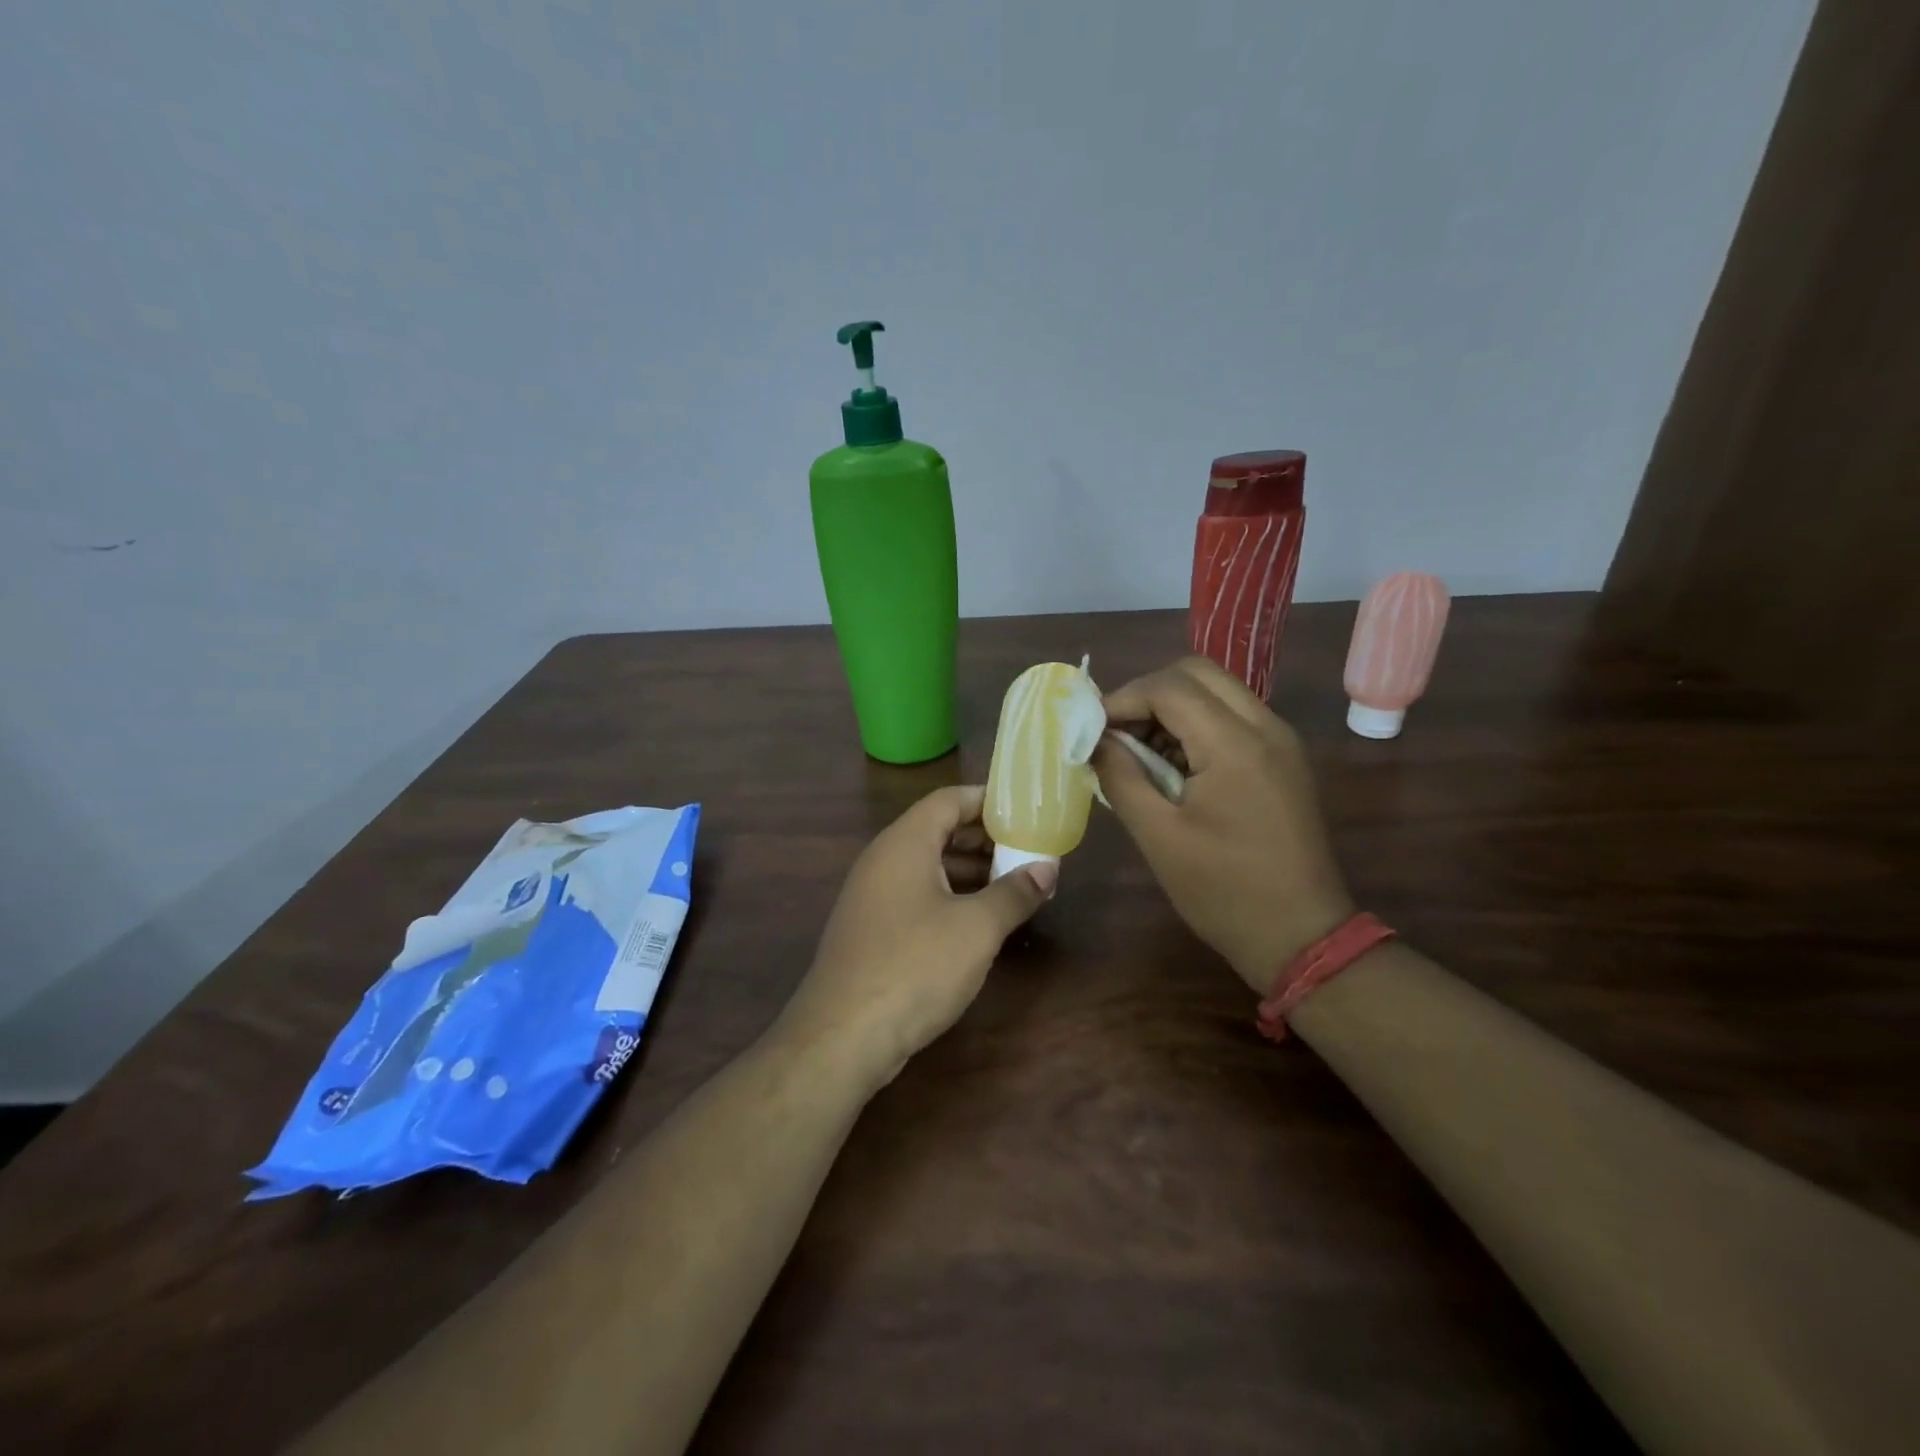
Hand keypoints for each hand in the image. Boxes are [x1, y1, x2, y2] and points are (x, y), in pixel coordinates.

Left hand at [776, 786, 1054, 1087]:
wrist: (844, 1035)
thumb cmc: (915, 966)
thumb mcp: (977, 928)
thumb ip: (1014, 893)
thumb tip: (1047, 869)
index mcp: (904, 843)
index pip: (948, 800)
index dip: (987, 800)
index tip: (1024, 810)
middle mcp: (883, 860)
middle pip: (937, 831)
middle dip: (983, 838)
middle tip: (1026, 849)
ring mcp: (872, 896)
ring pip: (927, 866)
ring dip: (969, 871)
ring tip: (1013, 884)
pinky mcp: (871, 929)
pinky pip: (916, 895)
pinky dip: (949, 897)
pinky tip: (978, 921)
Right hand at [1092, 656, 1353, 995]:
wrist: (1302, 935)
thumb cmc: (1223, 891)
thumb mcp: (1159, 837)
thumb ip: (1121, 777)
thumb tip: (1095, 741)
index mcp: (1234, 745)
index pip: (1169, 687)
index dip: (1122, 699)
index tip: (1093, 730)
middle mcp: (1265, 727)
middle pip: (1197, 673)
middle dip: (1148, 693)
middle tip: (1118, 732)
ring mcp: (1281, 741)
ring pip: (1218, 690)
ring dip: (1173, 706)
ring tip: (1140, 750)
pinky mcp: (1284, 759)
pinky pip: (1234, 717)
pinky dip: (1197, 724)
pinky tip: (1174, 764)